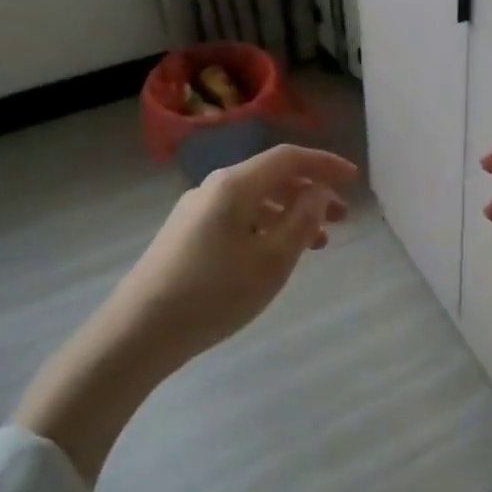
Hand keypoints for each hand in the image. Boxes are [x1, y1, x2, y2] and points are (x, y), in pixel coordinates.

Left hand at [108, 144, 356, 356]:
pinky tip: (276, 254)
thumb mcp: (272, 259)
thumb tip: (319, 192)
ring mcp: (196, 212)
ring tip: (317, 242)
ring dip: (291, 213)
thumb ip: (303, 220)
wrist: (136, 333)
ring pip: (256, 200)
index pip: (289, 158)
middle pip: (272, 177)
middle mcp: (214, 188)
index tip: (355, 179)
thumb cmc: (214, 293)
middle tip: (342, 217)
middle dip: (311, 192)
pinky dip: (267, 227)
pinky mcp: (185, 236)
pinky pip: (238, 218)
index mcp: (235, 184)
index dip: (325, 164)